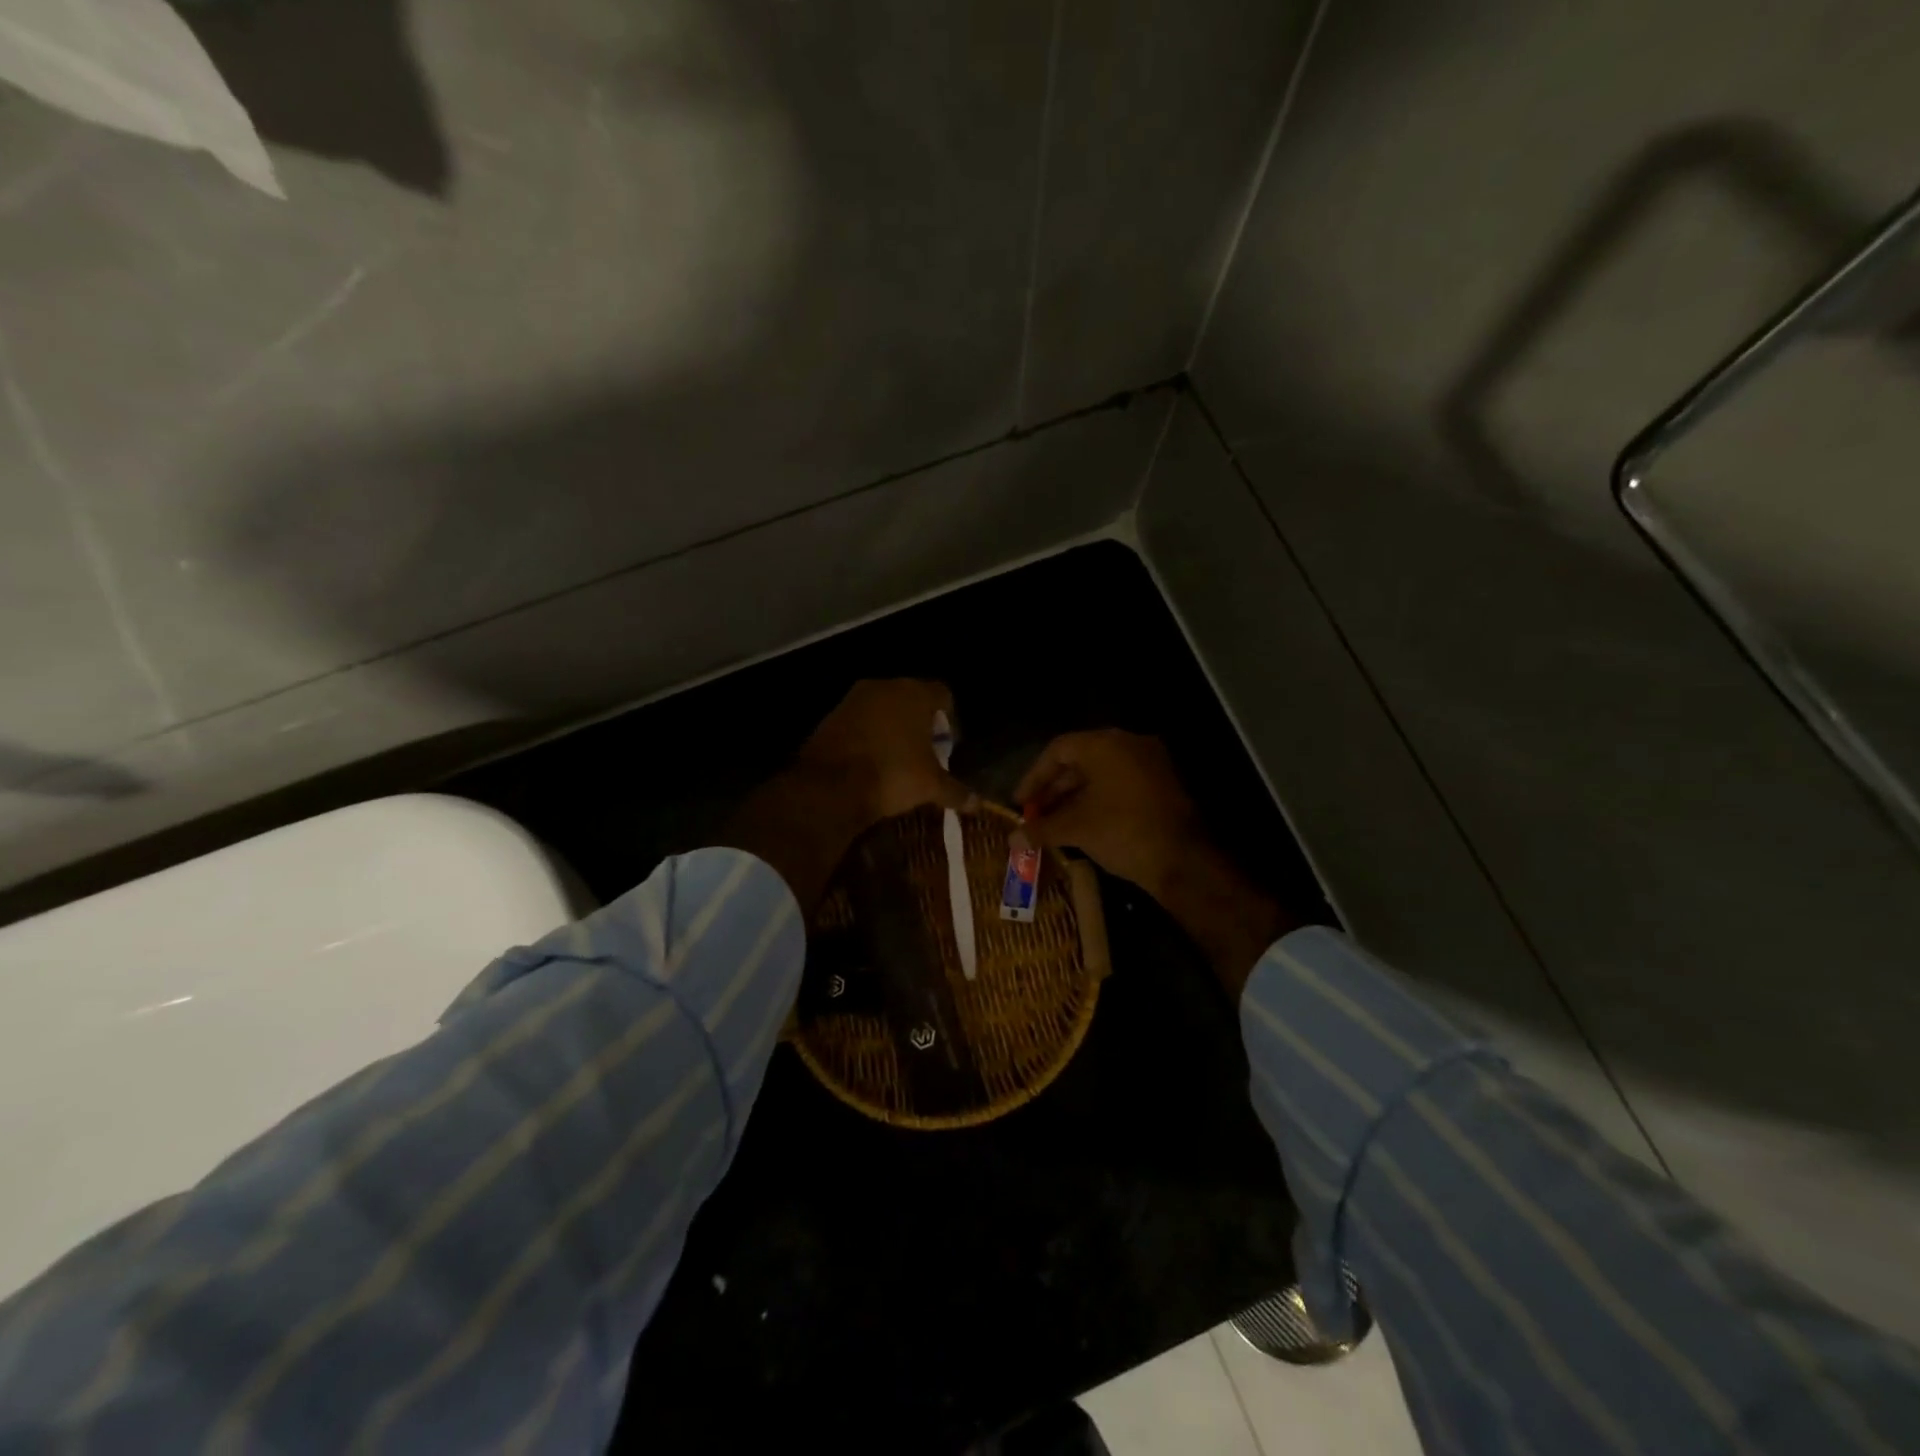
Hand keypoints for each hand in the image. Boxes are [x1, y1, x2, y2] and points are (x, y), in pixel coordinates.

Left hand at [797, 679, 975, 827]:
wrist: (831, 784)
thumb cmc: (893, 774)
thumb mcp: (930, 786)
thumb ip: (955, 791)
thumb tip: (977, 804)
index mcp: (916, 694)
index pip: (943, 695)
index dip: (950, 719)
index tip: (948, 744)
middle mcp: (885, 686)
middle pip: (911, 698)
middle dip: (920, 722)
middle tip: (924, 751)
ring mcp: (854, 699)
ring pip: (883, 708)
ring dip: (891, 726)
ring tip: (897, 757)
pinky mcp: (831, 714)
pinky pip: (859, 720)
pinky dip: (868, 734)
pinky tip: (870, 759)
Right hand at [1014, 730, 1202, 896]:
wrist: (1184, 860)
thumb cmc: (1123, 832)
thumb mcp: (1076, 829)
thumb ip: (1041, 828)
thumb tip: (1012, 839)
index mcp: (1106, 744)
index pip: (1058, 750)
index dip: (1034, 777)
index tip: (1021, 802)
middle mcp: (1129, 745)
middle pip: (1080, 761)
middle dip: (1053, 790)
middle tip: (1034, 815)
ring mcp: (1150, 764)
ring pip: (1101, 775)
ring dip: (1074, 798)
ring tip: (1054, 825)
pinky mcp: (1163, 785)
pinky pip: (1120, 785)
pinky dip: (1098, 801)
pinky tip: (1083, 826)